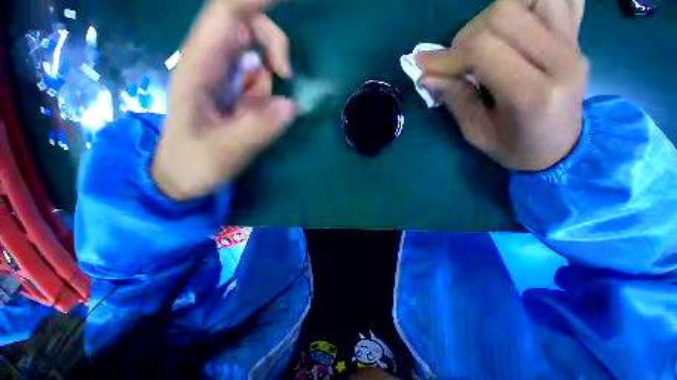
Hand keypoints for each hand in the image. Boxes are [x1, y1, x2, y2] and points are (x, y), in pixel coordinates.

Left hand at [152, 0, 296, 200]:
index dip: (256, 0)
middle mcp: (211, 63)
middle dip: (274, 45)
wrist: (183, 173)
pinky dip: (270, 87)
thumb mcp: (224, 152)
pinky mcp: (235, 90)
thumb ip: (257, 130)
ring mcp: (224, 76)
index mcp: (199, 68)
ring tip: (266, 107)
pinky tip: (262, 110)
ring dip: (272, 72)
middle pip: (247, 26)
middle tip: (287, 76)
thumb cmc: (195, 163)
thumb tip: (292, 106)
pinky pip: (260, 76)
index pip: (226, 15)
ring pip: (257, 51)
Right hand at [417, 0, 587, 170]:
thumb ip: (456, 101)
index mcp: (532, 95)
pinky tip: (518, 22)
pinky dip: (531, 3)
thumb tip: (427, 77)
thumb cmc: (516, 149)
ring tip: (484, 41)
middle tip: (456, 60)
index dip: (447, 56)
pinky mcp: (577, 38)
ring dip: (496, 15)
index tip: (424, 65)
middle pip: (504, 15)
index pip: (484, 51)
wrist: (562, 149)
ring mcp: (573, 44)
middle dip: (467, 36)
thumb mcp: (478, 135)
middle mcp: (561, 60)